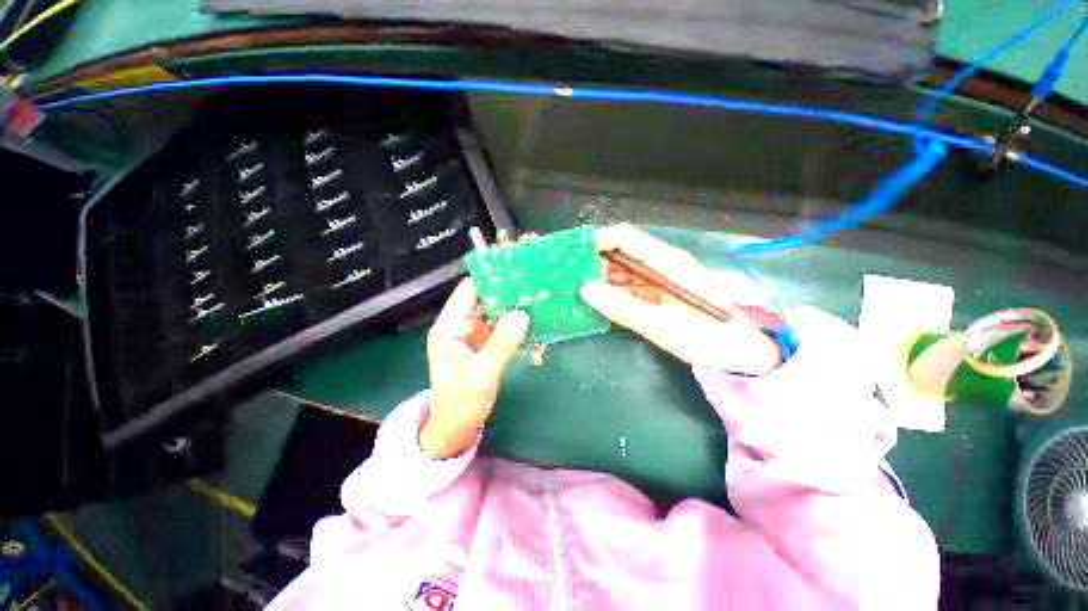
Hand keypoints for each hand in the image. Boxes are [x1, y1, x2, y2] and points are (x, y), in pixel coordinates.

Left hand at [422, 278, 529, 458]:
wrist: (456, 429)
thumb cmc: (460, 403)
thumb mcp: (481, 375)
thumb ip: (501, 344)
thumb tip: (522, 315)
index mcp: (450, 327)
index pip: (469, 290)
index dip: (492, 280)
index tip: (519, 276)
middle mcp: (462, 326)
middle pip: (489, 300)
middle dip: (513, 300)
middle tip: (539, 299)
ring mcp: (475, 335)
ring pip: (501, 316)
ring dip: (521, 322)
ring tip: (542, 327)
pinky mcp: (486, 346)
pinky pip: (506, 333)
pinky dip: (521, 338)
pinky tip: (535, 351)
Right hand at [581, 224, 780, 374]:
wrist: (742, 353)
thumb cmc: (707, 338)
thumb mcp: (661, 326)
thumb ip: (622, 308)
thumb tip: (586, 289)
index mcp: (667, 263)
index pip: (625, 237)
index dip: (597, 241)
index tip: (572, 255)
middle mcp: (663, 263)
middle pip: (622, 252)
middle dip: (594, 263)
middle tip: (570, 281)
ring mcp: (662, 277)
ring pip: (624, 270)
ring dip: (602, 279)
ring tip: (579, 292)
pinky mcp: (662, 291)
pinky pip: (632, 285)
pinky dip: (615, 292)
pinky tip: (600, 302)